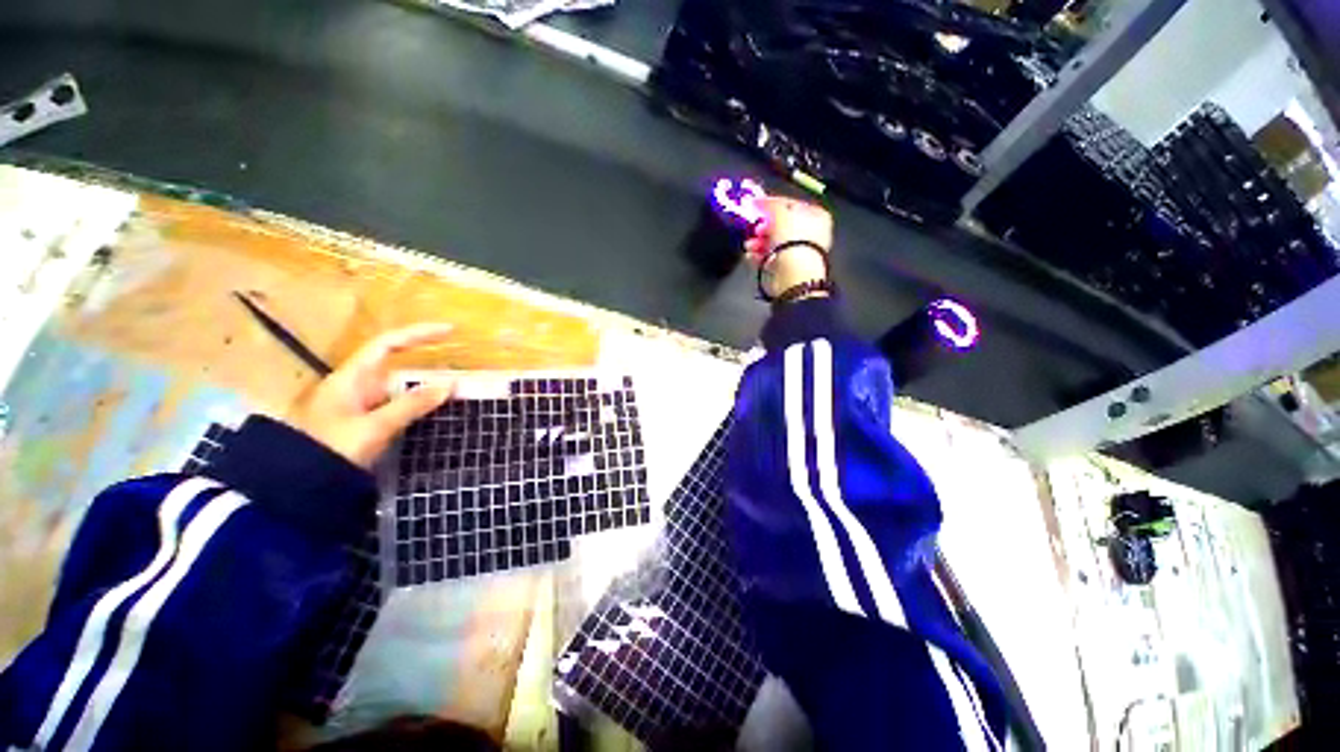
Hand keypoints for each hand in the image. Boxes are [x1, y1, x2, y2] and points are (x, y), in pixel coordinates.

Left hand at [287, 323, 455, 468]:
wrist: (300, 488)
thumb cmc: (332, 450)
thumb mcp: (375, 426)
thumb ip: (412, 404)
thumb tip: (450, 383)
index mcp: (352, 377)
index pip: (388, 344)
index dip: (418, 334)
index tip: (449, 331)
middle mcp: (356, 386)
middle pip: (397, 366)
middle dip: (428, 365)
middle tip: (460, 371)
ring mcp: (361, 407)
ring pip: (400, 389)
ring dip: (426, 389)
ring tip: (456, 393)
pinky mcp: (367, 424)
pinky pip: (399, 407)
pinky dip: (419, 406)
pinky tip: (436, 413)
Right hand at [744, 197, 832, 298]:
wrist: (793, 274)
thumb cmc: (792, 239)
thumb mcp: (780, 213)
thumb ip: (769, 205)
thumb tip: (758, 202)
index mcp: (815, 215)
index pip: (790, 204)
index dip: (771, 204)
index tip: (755, 207)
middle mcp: (810, 233)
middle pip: (780, 225)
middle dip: (763, 227)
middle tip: (754, 229)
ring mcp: (798, 252)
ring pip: (773, 242)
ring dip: (758, 242)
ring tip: (749, 245)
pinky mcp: (787, 268)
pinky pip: (770, 257)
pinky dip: (759, 256)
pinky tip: (751, 255)